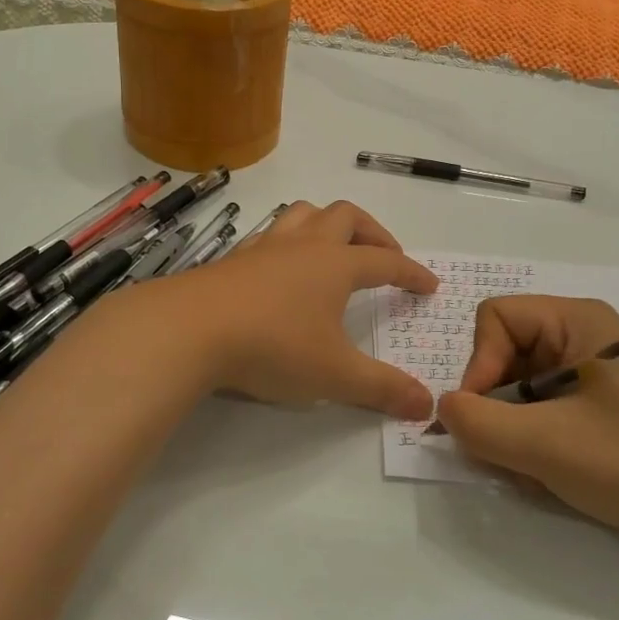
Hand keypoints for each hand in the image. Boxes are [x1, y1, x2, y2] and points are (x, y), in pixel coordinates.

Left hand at [175, 200, 438, 418]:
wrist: (190, 330)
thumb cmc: (273, 346)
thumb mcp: (335, 375)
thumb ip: (383, 389)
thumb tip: (427, 405)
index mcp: (336, 265)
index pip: (386, 262)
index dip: (411, 273)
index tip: (428, 284)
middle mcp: (304, 246)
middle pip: (346, 217)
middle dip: (373, 232)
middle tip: (384, 256)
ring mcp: (265, 248)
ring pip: (304, 214)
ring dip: (328, 224)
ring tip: (335, 249)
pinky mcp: (234, 259)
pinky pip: (270, 235)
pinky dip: (288, 241)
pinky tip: (281, 267)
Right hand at [436, 296, 618, 546]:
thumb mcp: (543, 444)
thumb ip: (476, 423)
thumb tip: (444, 409)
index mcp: (576, 319)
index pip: (494, 318)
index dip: (478, 364)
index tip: (484, 416)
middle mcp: (583, 332)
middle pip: (506, 350)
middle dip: (496, 401)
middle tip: (507, 448)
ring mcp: (594, 367)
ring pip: (522, 382)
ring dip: (515, 424)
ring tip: (535, 464)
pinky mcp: (603, 400)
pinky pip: (546, 403)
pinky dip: (536, 434)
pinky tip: (554, 467)